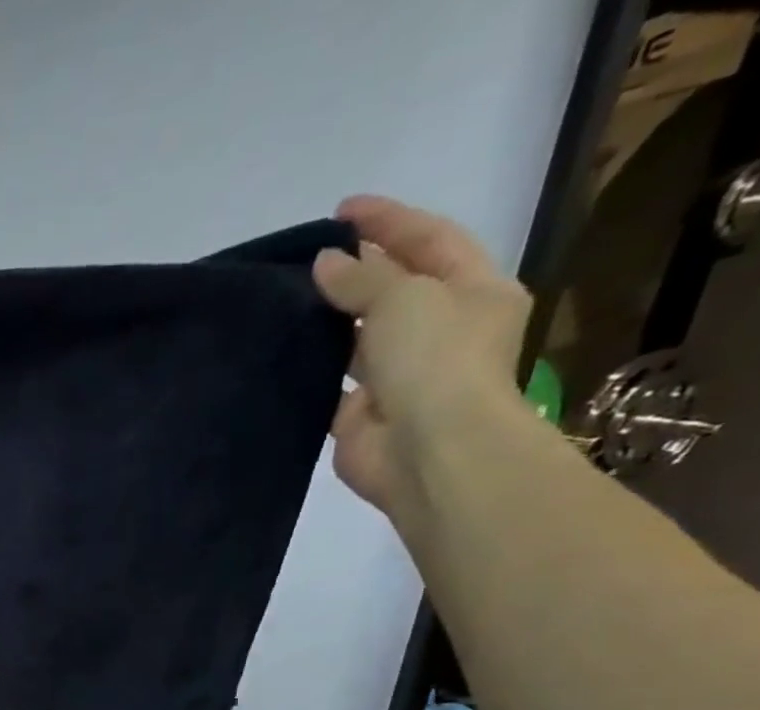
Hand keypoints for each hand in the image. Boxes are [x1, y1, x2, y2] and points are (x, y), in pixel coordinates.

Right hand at [312, 196, 530, 522]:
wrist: (426, 450)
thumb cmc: (434, 360)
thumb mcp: (404, 297)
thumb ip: (361, 278)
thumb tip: (324, 263)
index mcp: (475, 291)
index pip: (430, 239)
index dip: (388, 221)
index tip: (341, 210)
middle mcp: (442, 331)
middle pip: (396, 288)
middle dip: (359, 269)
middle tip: (311, 256)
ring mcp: (401, 376)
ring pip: (362, 337)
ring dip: (332, 320)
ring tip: (289, 300)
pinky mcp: (361, 414)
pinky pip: (333, 383)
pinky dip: (313, 368)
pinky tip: (284, 351)